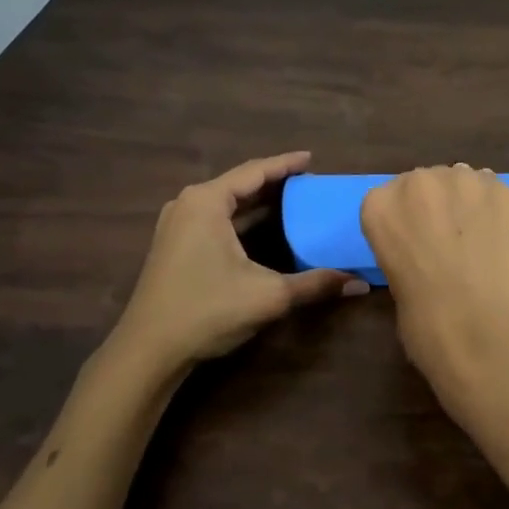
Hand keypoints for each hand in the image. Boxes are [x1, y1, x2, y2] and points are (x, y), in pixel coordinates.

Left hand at [115, 152, 367, 369]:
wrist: (149, 350)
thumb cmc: (207, 311)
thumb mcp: (268, 295)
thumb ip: (315, 284)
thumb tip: (359, 285)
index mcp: (207, 202)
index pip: (254, 172)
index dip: (286, 164)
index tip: (312, 158)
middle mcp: (188, 204)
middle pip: (238, 184)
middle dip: (273, 182)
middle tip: (308, 182)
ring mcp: (176, 225)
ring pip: (225, 202)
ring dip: (256, 201)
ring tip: (290, 199)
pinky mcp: (173, 245)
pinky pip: (213, 219)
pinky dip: (240, 218)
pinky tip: (260, 227)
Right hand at [360, 165, 508, 415]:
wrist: (482, 330)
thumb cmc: (425, 322)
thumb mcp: (395, 283)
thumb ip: (407, 250)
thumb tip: (430, 251)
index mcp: (380, 206)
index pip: (389, 198)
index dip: (408, 220)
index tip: (418, 242)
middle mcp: (419, 182)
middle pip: (428, 182)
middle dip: (438, 206)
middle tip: (452, 241)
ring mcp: (465, 181)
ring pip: (466, 182)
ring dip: (470, 205)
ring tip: (482, 241)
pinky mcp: (505, 192)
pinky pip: (499, 194)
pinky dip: (500, 214)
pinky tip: (504, 242)